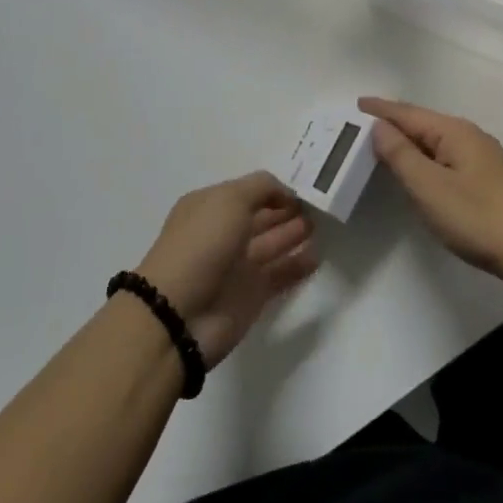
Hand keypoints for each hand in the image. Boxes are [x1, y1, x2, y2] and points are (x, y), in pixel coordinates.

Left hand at [136, 173, 317, 367]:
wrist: (180, 314)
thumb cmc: (202, 245)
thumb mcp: (230, 199)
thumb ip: (262, 188)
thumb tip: (286, 194)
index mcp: (210, 207)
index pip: (248, 192)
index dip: (274, 190)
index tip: (303, 188)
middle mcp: (223, 234)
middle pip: (262, 218)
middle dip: (287, 211)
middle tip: (319, 207)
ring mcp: (237, 266)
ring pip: (273, 245)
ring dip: (295, 235)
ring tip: (322, 227)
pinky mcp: (251, 296)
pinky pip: (280, 275)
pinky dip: (297, 266)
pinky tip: (317, 256)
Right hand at [360, 98, 502, 282]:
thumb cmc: (476, 216)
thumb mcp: (429, 186)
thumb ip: (401, 155)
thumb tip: (380, 127)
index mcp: (454, 131)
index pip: (409, 114)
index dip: (381, 109)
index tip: (356, 103)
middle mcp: (469, 135)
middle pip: (423, 123)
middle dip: (393, 122)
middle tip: (362, 124)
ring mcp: (481, 156)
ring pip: (435, 140)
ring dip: (409, 140)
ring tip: (382, 142)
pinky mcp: (486, 177)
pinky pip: (445, 155)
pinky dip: (424, 155)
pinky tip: (418, 166)